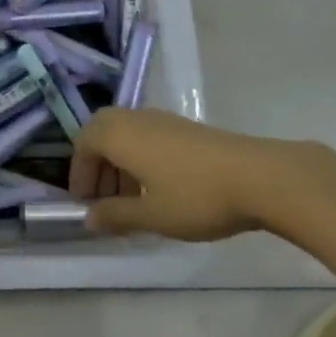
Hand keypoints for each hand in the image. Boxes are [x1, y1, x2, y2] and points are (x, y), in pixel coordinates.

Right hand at [68, 109, 287, 240]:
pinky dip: (139, 158)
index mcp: (119, 134)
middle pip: (102, 132)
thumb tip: (90, 217)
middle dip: (97, 166)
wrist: (256, 176)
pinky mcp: (183, 127)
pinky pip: (146, 136)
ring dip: (119, 163)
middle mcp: (135, 118)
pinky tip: (158, 190)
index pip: (83, 143)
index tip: (85, 204)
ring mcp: (161, 119)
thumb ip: (116, 215)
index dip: (79, 173)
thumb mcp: (152, 216)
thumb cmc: (195, 196)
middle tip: (104, 201)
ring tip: (132, 202)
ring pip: (125, 134)